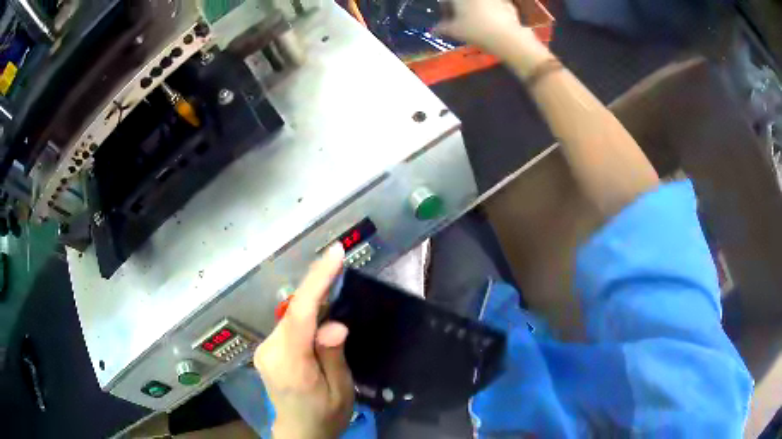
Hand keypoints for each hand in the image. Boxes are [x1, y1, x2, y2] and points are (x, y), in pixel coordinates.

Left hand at [254, 245, 353, 438]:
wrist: (299, 432)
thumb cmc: (325, 416)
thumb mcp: (340, 391)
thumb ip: (333, 357)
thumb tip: (335, 324)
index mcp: (290, 365)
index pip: (300, 315)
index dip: (317, 282)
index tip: (335, 255)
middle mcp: (270, 351)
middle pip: (294, 311)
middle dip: (317, 286)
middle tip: (340, 264)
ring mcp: (265, 350)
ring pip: (291, 315)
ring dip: (312, 299)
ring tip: (334, 284)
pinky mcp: (267, 350)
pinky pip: (289, 325)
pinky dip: (305, 313)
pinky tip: (320, 311)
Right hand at [436, 0, 539, 59]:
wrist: (508, 38)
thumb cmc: (476, 31)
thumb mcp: (455, 31)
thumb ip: (442, 28)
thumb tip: (434, 30)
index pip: (447, 0)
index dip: (445, 9)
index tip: (447, 19)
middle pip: (465, 2)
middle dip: (462, 9)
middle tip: (461, 21)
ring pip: (481, 4)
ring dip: (477, 10)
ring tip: (477, 23)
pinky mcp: (508, 4)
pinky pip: (496, 6)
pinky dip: (492, 13)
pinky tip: (492, 24)